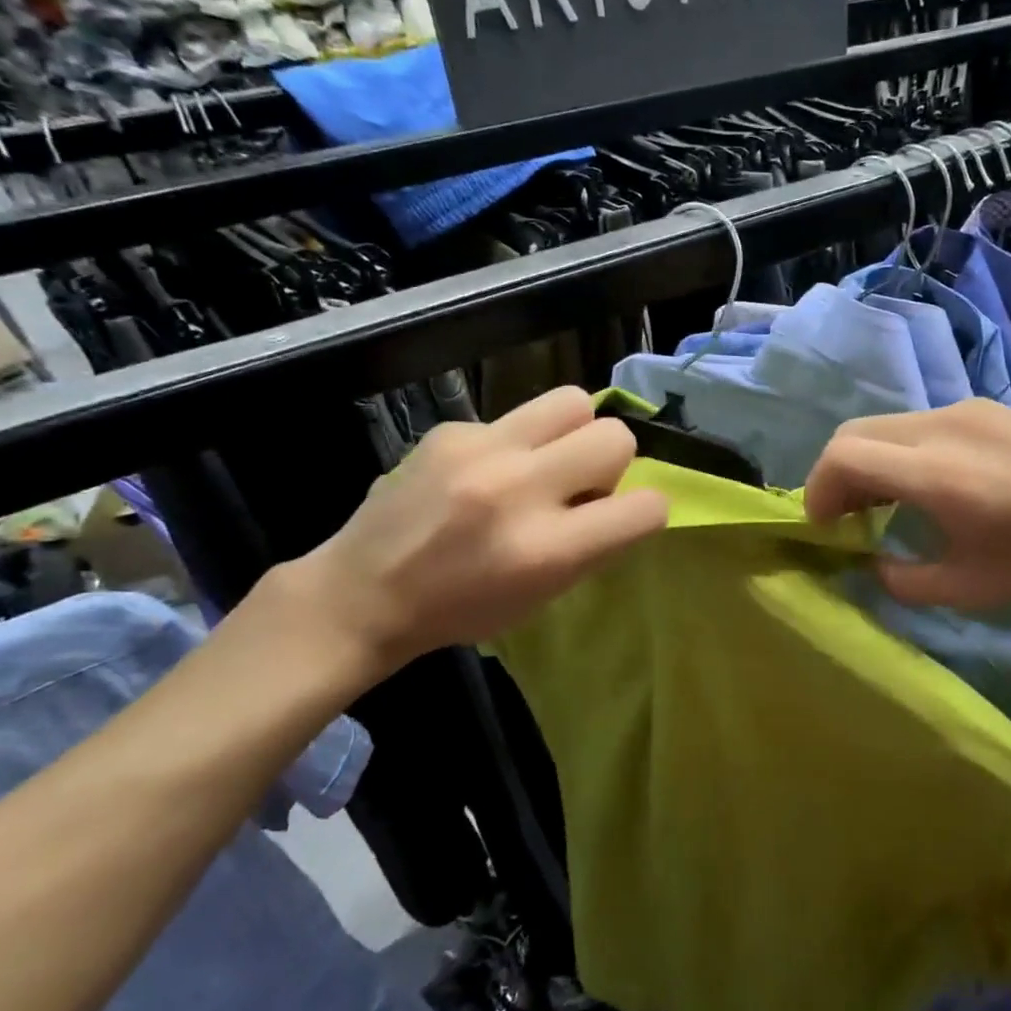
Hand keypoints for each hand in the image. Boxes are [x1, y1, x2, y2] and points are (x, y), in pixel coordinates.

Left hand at [292, 387, 667, 682]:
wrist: (364, 592)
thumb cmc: (461, 608)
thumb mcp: (542, 596)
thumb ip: (591, 545)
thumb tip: (618, 497)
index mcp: (547, 550)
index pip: (644, 507)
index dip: (645, 511)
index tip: (622, 517)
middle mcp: (520, 490)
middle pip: (615, 436)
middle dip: (612, 461)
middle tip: (578, 485)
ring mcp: (482, 450)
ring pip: (574, 401)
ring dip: (574, 432)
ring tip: (544, 460)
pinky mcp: (452, 429)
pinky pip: (515, 417)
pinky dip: (515, 443)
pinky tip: (482, 470)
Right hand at [803, 399, 1010, 610]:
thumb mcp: (972, 587)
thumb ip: (905, 580)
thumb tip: (877, 565)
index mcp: (932, 471)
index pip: (842, 456)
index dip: (817, 491)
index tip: (824, 526)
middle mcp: (940, 426)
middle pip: (855, 432)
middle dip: (836, 474)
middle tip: (847, 517)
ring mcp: (968, 409)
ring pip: (889, 426)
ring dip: (871, 462)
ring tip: (889, 504)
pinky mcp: (991, 408)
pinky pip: (923, 424)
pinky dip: (903, 452)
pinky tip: (935, 485)